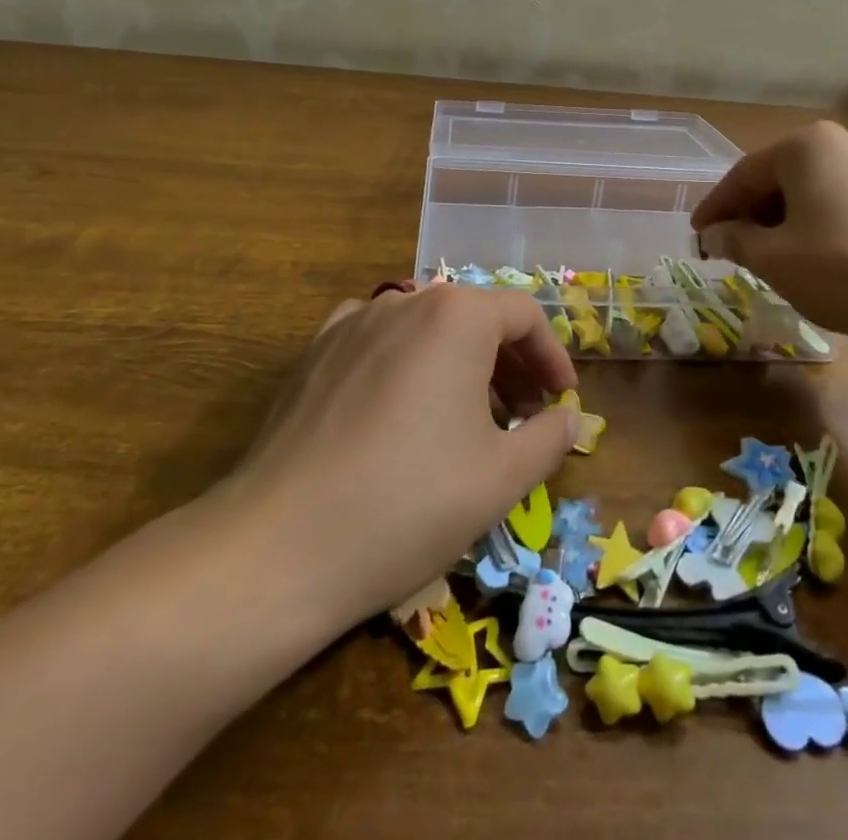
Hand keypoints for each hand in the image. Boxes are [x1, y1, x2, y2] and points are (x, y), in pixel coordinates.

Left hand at [208, 286, 579, 632]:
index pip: (523, 316)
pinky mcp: (313, 353)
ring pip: (426, 328)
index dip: (552, 356)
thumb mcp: (502, 478)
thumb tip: (568, 417)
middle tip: (524, 413)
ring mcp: (352, 323)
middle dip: (509, 362)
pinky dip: (405, 363)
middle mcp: (405, 302)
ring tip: (467, 416)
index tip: (562, 399)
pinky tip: (401, 408)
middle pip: (474, 317)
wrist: (278, 546)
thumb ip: (549, 437)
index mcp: (457, 316)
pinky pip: (377, 341)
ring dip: (459, 362)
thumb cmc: (409, 503)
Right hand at [691, 121, 847, 347]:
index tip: (696, 237)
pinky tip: (810, 259)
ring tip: (766, 259)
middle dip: (748, 216)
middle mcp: (839, 145)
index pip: (742, 175)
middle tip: (729, 250)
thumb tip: (714, 236)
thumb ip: (734, 241)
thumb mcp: (773, 259)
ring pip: (806, 193)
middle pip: (775, 179)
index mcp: (804, 146)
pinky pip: (835, 203)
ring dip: (779, 224)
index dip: (715, 209)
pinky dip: (811, 227)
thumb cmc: (843, 267)